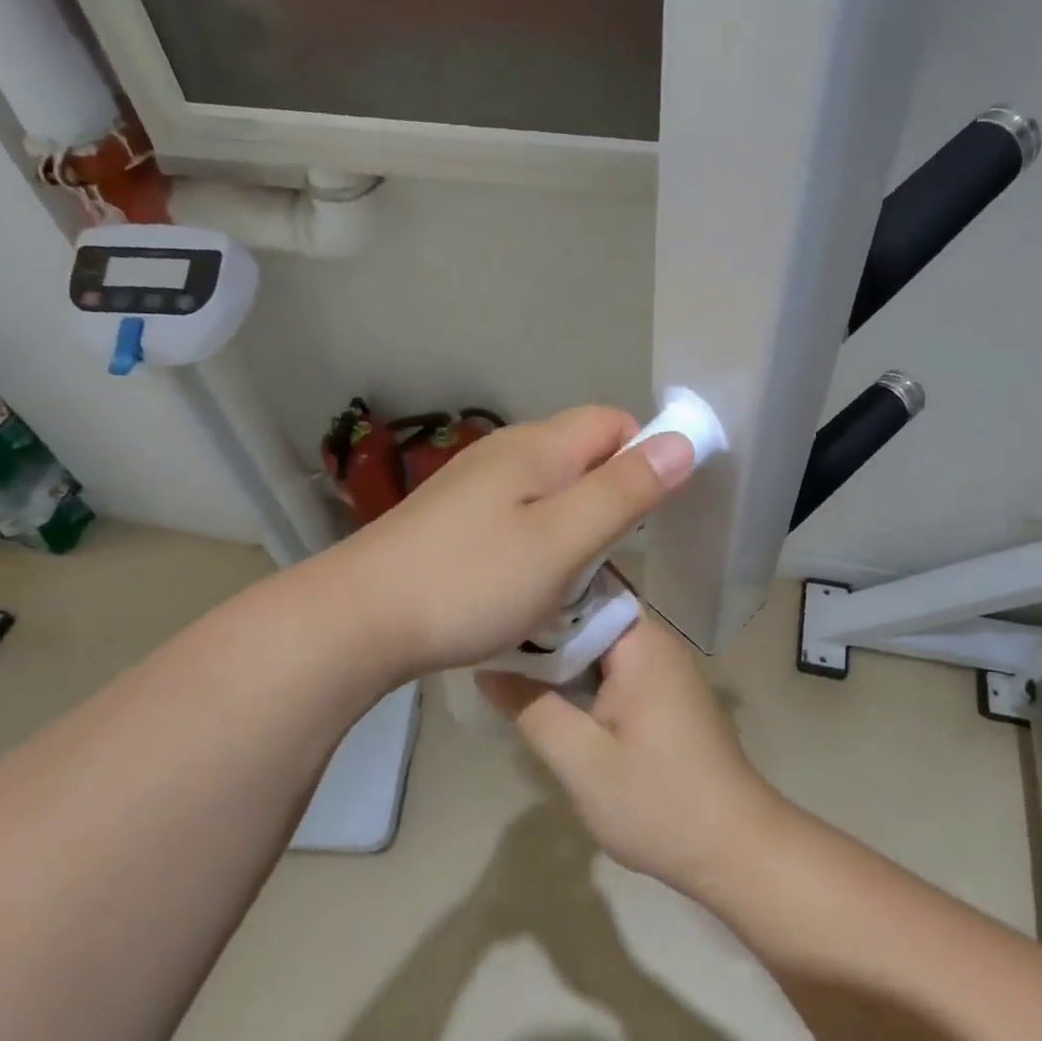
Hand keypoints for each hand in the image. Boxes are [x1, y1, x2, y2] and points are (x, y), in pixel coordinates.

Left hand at [335, 406, 695, 677]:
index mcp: (536, 446)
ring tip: (568, 577)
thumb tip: (683, 441)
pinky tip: (522, 580)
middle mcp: (504, 451)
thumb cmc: (472, 581)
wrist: (359, 619)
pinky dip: (536, 538)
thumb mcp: (562, 542)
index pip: (612, 421)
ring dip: (573, 523)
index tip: (647, 516)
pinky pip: (516, 512)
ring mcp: (472, 484)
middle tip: (606, 557)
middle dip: (609, 496)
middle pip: (581, 452)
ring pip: (549, 487)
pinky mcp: (452, 516)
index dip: (643, 455)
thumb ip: (624, 492)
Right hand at [477, 614, 785, 897]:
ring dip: (558, 651)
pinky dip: (579, 672)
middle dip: (541, 623)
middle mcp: (655, 643)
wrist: (734, 848)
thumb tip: (486, 667)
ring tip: (504, 659)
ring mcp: (663, 668)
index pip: (584, 585)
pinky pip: (612, 665)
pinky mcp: (663, 694)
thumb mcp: (581, 761)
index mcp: (640, 644)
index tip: (494, 604)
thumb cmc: (657, 803)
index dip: (537, 591)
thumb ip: (531, 708)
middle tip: (487, 636)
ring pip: (598, 641)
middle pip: (589, 612)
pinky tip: (546, 692)